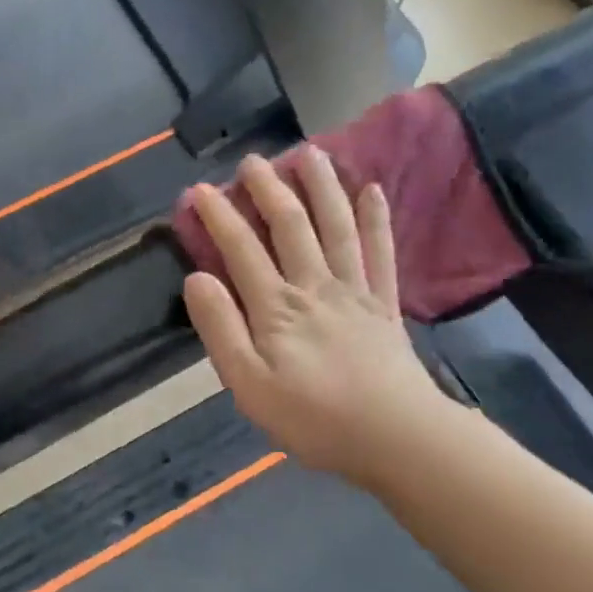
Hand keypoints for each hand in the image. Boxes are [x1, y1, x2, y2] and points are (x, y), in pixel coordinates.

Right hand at [181, 149, 455, 479]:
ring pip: (335, 227)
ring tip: (311, 153)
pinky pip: (381, 252)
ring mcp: (355, 290)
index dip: (218, 216)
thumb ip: (221, 329)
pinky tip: (373, 190)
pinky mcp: (385, 303)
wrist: (396, 438)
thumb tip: (196, 278)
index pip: (241, 249)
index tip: (200, 189)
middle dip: (268, 189)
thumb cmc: (313, 418)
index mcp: (276, 307)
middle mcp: (314, 286)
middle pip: (290, 225)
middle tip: (253, 160)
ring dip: (322, 187)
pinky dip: (376, 220)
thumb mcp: (249, 385)